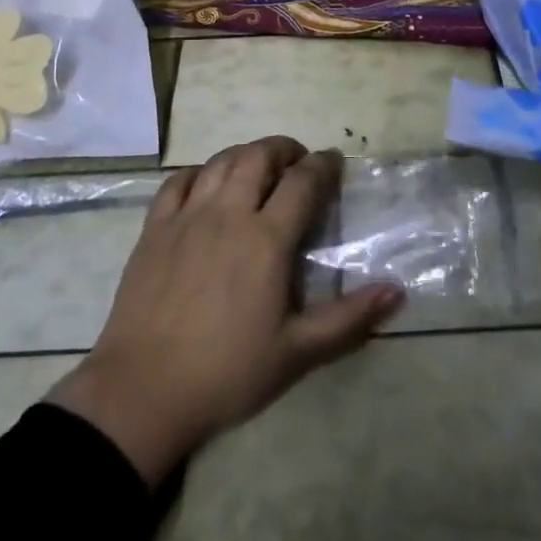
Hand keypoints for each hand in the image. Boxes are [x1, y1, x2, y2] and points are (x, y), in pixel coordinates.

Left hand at [48, 137, 403, 484]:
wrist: (143, 391)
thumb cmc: (227, 371)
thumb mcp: (297, 352)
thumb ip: (349, 318)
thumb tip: (397, 291)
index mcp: (266, 239)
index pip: (302, 182)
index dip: (323, 165)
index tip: (334, 162)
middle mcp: (227, 214)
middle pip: (258, 156)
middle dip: (284, 149)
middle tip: (297, 161)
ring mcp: (186, 218)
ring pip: (219, 162)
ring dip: (245, 154)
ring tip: (258, 167)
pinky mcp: (153, 229)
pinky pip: (176, 182)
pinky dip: (198, 172)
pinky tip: (205, 184)